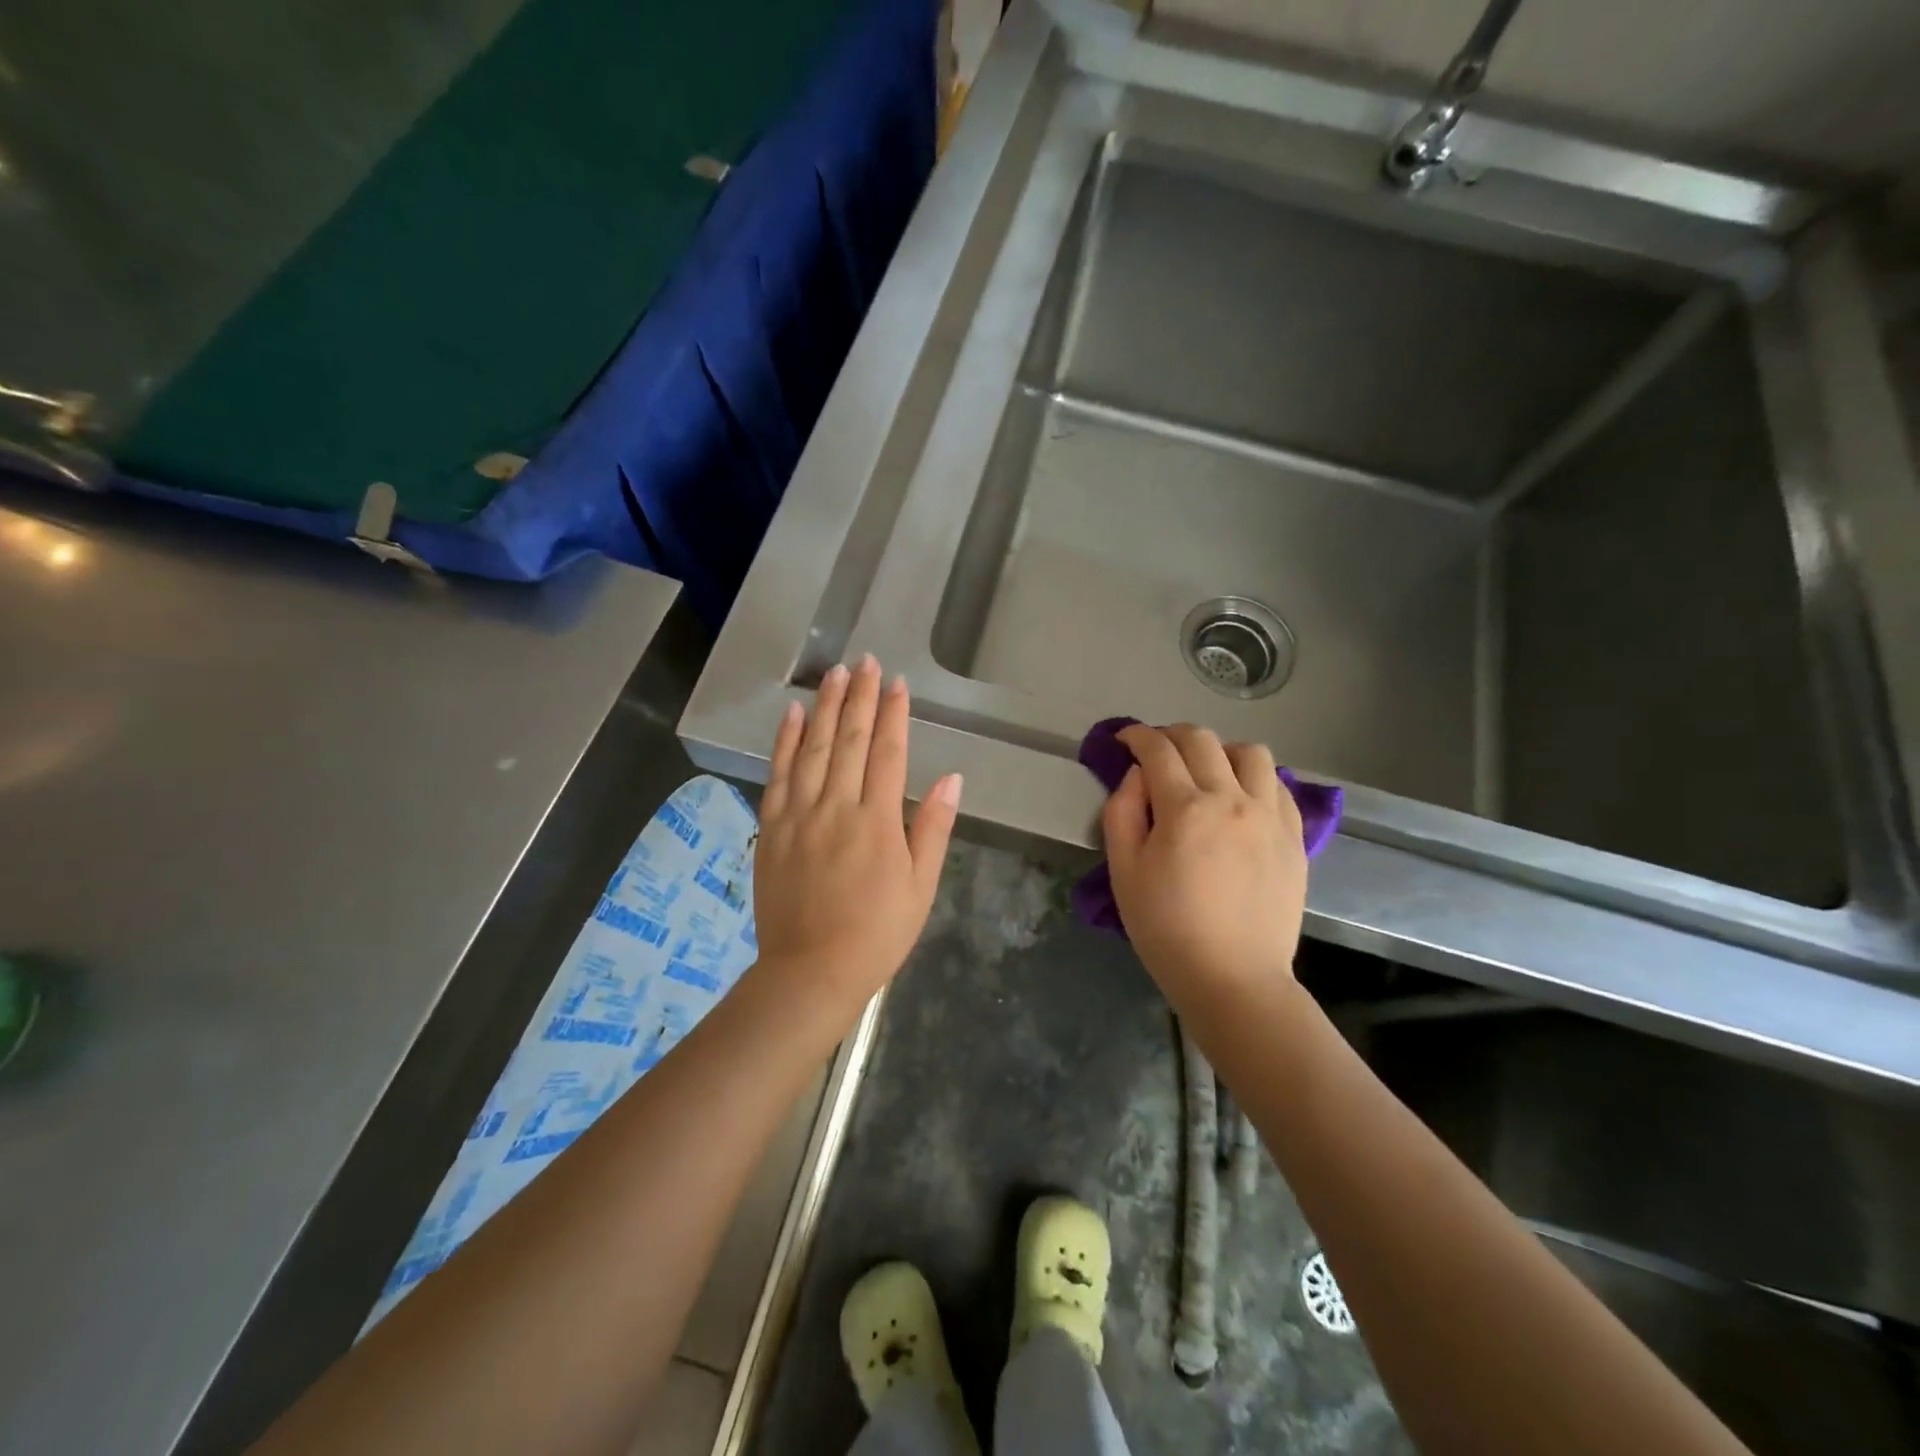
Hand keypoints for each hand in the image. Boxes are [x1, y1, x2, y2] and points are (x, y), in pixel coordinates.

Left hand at [754, 655, 961, 1010]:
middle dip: (860, 697)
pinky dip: (785, 740)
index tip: (896, 683)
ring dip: (825, 707)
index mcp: (878, 821)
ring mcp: (800, 814)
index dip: (893, 714)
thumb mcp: (920, 887)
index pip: (887, 753)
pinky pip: (778, 773)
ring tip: (835, 673)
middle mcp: (837, 807)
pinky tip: (792, 713)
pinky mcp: (773, 827)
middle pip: (849, 740)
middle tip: (865, 661)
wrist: (811, 971)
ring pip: (813, 748)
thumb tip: (952, 777)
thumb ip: (933, 828)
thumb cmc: (878, 933)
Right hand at [1101, 723, 1306, 1000]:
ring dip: (1220, 750)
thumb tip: (1137, 776)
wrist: (1233, 978)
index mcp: (1185, 809)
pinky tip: (1240, 797)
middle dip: (1171, 735)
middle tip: (1156, 751)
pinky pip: (1278, 784)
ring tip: (1206, 771)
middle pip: (1202, 740)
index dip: (1137, 736)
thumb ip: (1122, 812)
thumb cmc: (1166, 929)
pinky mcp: (1294, 836)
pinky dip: (1254, 777)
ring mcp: (1269, 816)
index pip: (1158, 750)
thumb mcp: (1124, 872)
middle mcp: (1232, 800)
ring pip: (1250, 752)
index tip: (1125, 739)